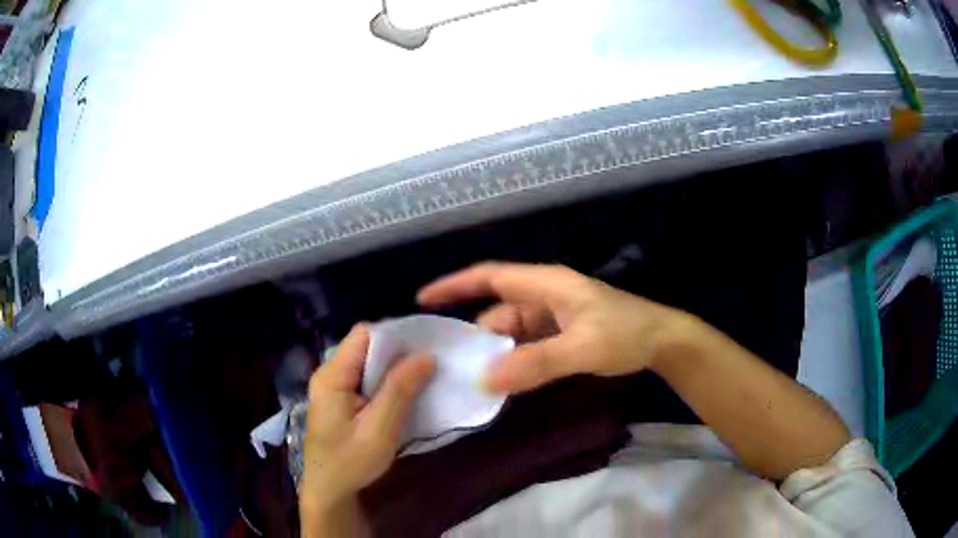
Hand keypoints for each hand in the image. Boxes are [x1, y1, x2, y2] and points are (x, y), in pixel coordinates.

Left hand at [301, 324, 434, 510]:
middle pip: (366, 347)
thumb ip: (399, 390)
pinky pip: (366, 380)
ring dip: (394, 369)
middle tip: (430, 364)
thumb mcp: (379, 429)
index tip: (425, 346)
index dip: (395, 336)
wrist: (329, 492)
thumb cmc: (350, 462)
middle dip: (398, 353)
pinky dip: (386, 383)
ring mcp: (333, 388)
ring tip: (423, 377)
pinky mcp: (340, 401)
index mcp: (332, 376)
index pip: (364, 335)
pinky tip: (405, 394)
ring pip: (368, 364)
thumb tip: (426, 355)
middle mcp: (330, 374)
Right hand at [418, 262, 690, 393]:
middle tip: (450, 365)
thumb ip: (537, 363)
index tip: (423, 299)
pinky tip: (505, 382)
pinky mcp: (561, 334)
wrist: (663, 341)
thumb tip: (487, 380)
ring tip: (473, 380)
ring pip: (511, 333)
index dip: (455, 285)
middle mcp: (544, 296)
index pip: (491, 277)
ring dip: (496, 354)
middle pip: (498, 313)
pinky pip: (527, 346)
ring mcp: (553, 316)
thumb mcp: (583, 347)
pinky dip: (514, 361)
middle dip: (475, 337)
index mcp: (547, 285)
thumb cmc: (626, 333)